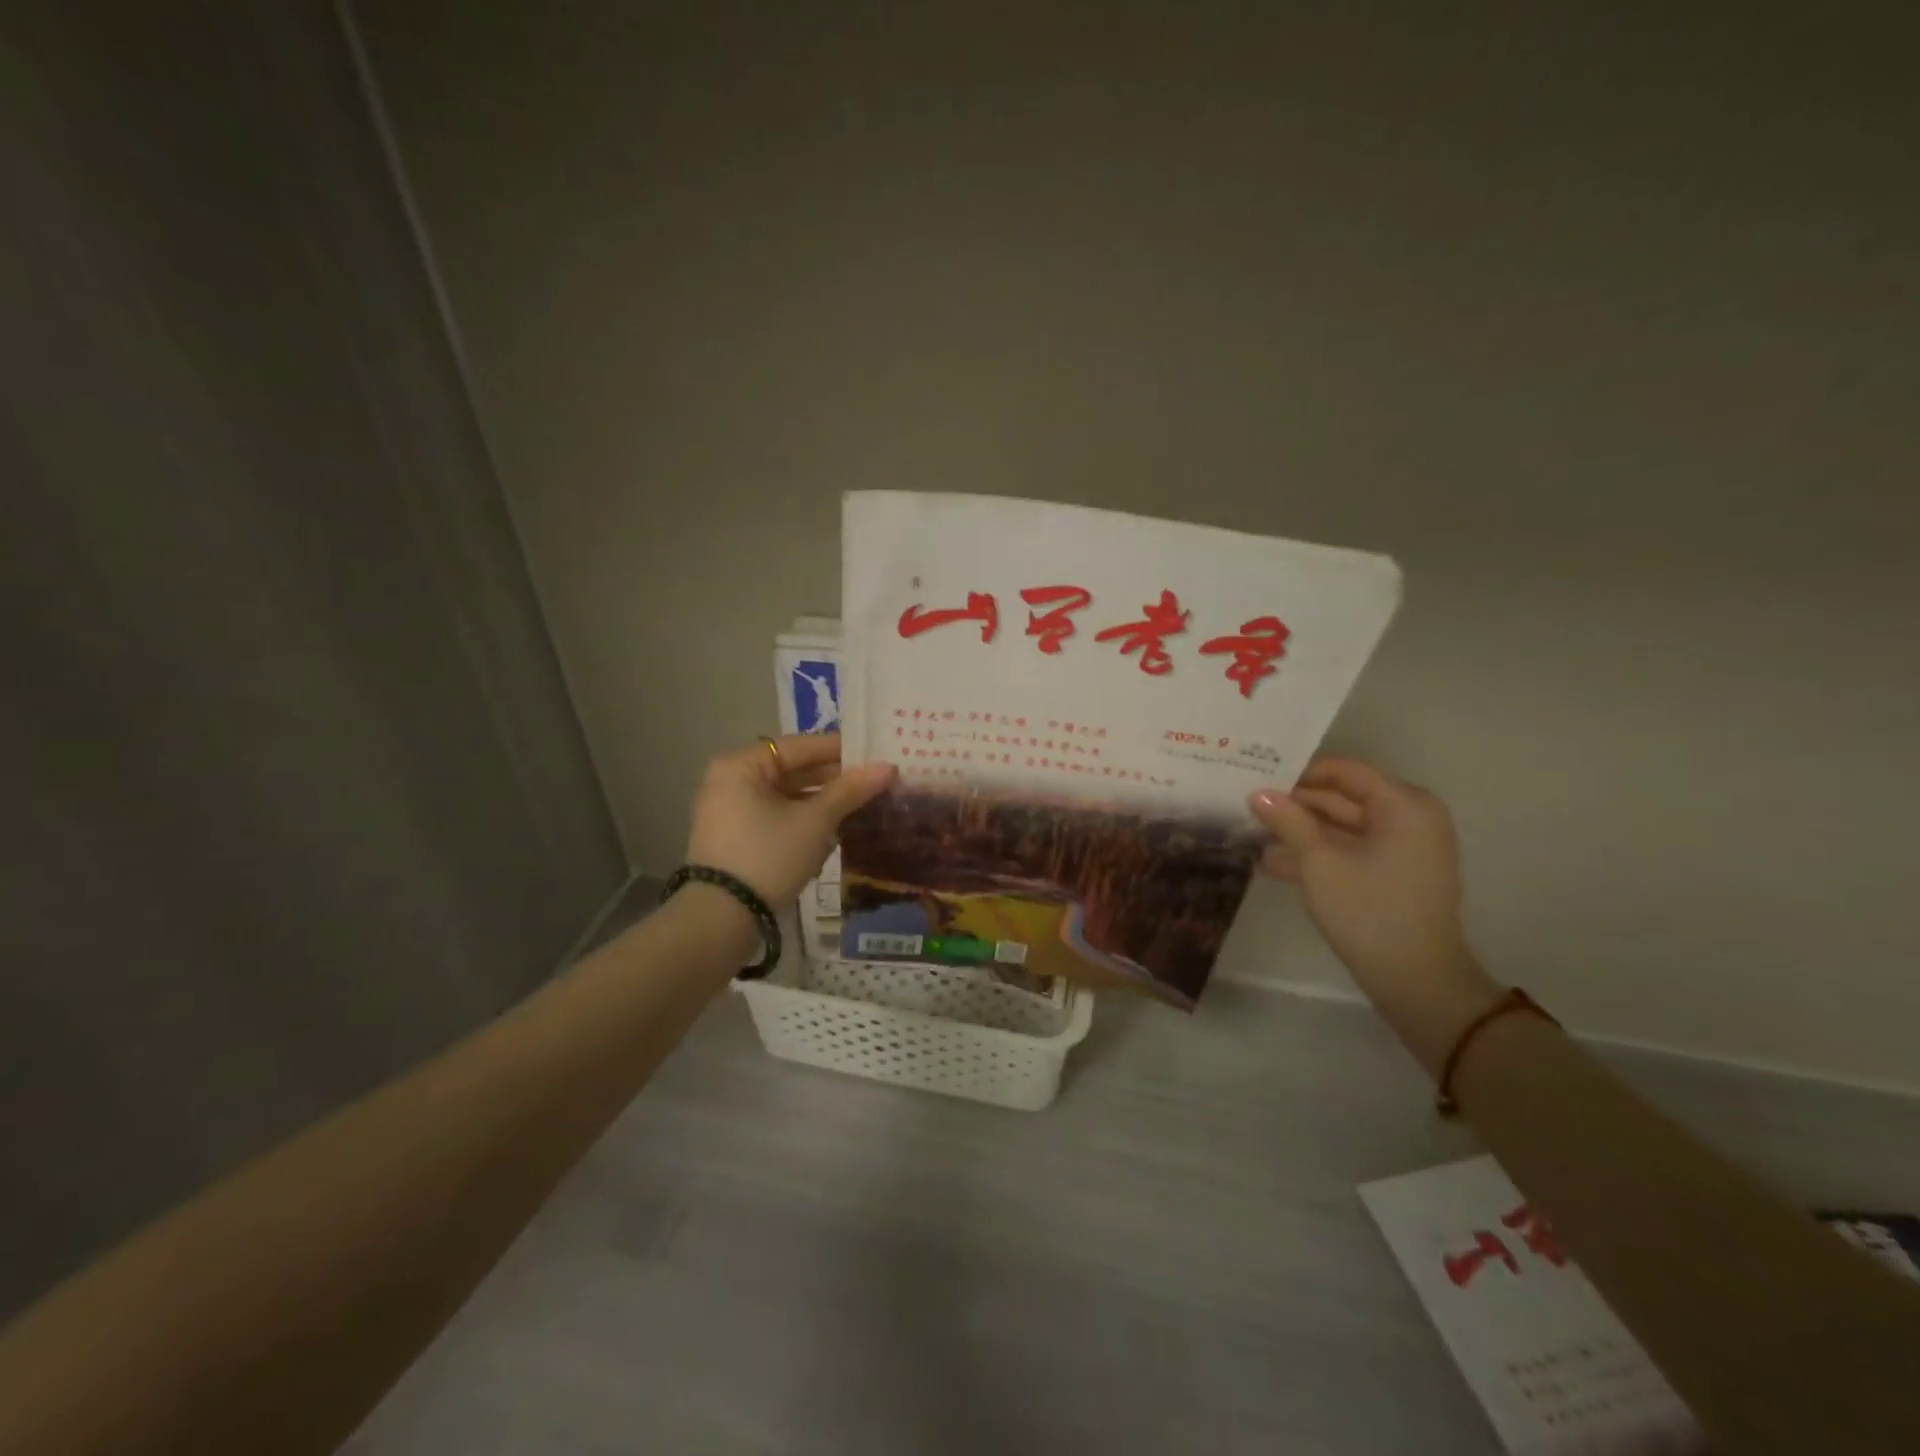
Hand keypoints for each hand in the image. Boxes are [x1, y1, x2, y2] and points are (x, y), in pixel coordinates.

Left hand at [685, 734, 894, 905]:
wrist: (721, 918)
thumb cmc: (769, 855)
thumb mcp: (815, 822)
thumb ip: (851, 791)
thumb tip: (888, 767)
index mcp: (742, 764)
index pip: (801, 746)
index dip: (842, 750)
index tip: (877, 755)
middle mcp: (731, 779)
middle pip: (794, 769)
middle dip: (835, 779)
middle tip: (876, 782)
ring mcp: (730, 809)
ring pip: (787, 795)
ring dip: (823, 801)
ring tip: (864, 805)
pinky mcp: (736, 836)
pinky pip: (777, 815)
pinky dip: (804, 819)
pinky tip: (836, 828)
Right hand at [1248, 759, 1499, 1072]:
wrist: (1416, 981)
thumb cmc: (1369, 910)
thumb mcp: (1318, 861)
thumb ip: (1287, 820)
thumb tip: (1257, 793)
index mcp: (1403, 805)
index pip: (1345, 771)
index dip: (1300, 773)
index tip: (1259, 777)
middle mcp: (1410, 818)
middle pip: (1343, 798)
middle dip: (1296, 805)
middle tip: (1248, 805)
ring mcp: (1404, 849)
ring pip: (1343, 827)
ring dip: (1300, 831)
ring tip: (1252, 834)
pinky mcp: (1394, 875)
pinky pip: (1351, 851)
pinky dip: (1318, 854)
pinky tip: (1272, 863)